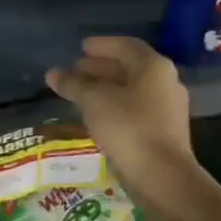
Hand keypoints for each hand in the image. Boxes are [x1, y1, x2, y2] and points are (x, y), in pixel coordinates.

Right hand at [46, 37, 197, 203]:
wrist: (161, 176)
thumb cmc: (128, 128)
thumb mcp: (93, 101)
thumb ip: (73, 84)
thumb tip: (52, 73)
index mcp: (153, 67)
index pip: (125, 45)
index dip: (101, 45)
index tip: (80, 47)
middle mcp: (165, 82)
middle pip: (129, 67)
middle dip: (100, 67)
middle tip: (75, 70)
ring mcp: (167, 108)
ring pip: (132, 89)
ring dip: (106, 87)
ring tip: (80, 92)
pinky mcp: (164, 130)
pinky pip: (135, 108)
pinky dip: (114, 105)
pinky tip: (96, 114)